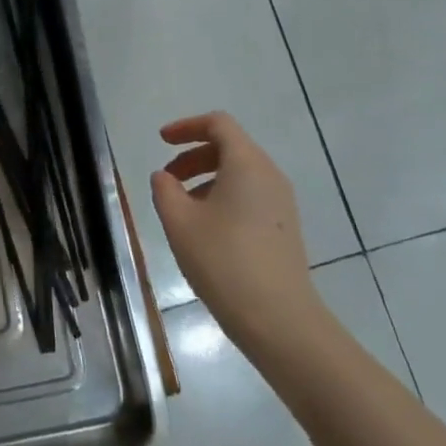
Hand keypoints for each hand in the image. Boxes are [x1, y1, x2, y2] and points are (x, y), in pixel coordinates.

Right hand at [151, 112, 324, 354]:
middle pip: (229, 147)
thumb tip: (165, 177)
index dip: (186, 126)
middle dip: (193, 156)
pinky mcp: (284, 227)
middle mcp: (269, 175)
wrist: (280, 321)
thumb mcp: (179, 222)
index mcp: (246, 164)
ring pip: (239, 173)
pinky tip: (205, 228)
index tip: (161, 141)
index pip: (218, 124)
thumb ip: (165, 190)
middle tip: (166, 179)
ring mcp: (281, 203)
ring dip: (206, 178)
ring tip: (181, 208)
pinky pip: (250, 194)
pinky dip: (223, 196)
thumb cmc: (224, 261)